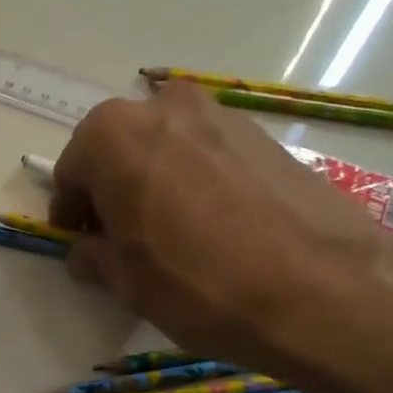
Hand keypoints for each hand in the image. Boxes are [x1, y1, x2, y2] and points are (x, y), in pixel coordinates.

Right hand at [48, 83, 387, 374]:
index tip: (80, 243)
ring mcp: (219, 114)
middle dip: (111, 192)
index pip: (71, 172)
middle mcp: (162, 107)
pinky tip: (212, 227)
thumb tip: (88, 250)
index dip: (70, 213)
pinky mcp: (263, 133)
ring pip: (164, 149)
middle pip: (118, 151)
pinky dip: (195, 182)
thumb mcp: (127, 281)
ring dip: (154, 184)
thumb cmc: (198, 282)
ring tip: (169, 236)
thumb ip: (95, 255)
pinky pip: (207, 155)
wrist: (321, 286)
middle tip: (120, 239)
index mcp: (112, 135)